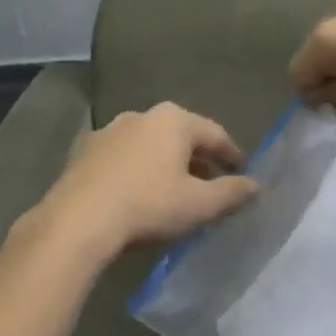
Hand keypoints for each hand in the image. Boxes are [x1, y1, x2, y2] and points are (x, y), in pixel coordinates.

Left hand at [25, 103, 257, 267]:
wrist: (78, 220)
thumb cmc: (148, 205)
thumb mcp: (199, 205)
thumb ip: (232, 192)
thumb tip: (257, 185)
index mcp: (174, 120)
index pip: (215, 134)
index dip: (232, 154)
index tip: (243, 172)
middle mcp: (142, 115)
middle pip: (181, 136)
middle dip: (198, 159)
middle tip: (211, 184)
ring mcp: (109, 130)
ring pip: (150, 145)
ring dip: (166, 164)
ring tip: (174, 190)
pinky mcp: (85, 150)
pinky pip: (123, 157)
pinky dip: (137, 170)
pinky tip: (137, 193)